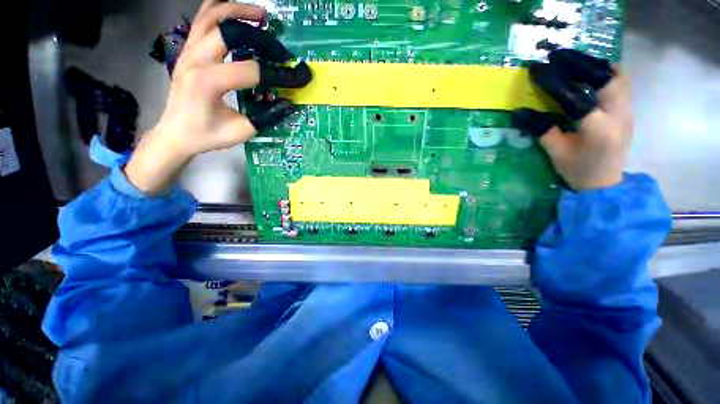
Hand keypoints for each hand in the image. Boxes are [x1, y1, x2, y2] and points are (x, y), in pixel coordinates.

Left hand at [125, 0, 310, 194]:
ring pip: (212, 15)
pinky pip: (202, 19)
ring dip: (239, 11)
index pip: (250, 70)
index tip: (294, 78)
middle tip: (280, 47)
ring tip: (262, 15)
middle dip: (260, 37)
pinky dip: (220, 10)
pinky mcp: (187, 49)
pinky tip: (237, 13)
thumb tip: (289, 103)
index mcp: (207, 83)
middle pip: (229, 31)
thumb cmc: (206, 135)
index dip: (276, 74)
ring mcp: (188, 51)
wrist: (175, 133)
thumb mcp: (240, 132)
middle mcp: (195, 60)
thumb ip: (266, 117)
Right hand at [512, 50, 631, 190]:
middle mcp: (618, 115)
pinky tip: (591, 77)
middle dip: (582, 64)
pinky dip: (606, 74)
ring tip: (576, 64)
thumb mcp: (555, 152)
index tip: (538, 69)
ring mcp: (628, 112)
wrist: (605, 184)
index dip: (554, 82)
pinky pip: (621, 84)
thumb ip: (541, 130)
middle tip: (560, 59)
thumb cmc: (577, 170)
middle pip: (606, 77)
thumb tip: (519, 112)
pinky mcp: (629, 111)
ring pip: (618, 76)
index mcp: (597, 129)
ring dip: (596, 66)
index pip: (574, 96)